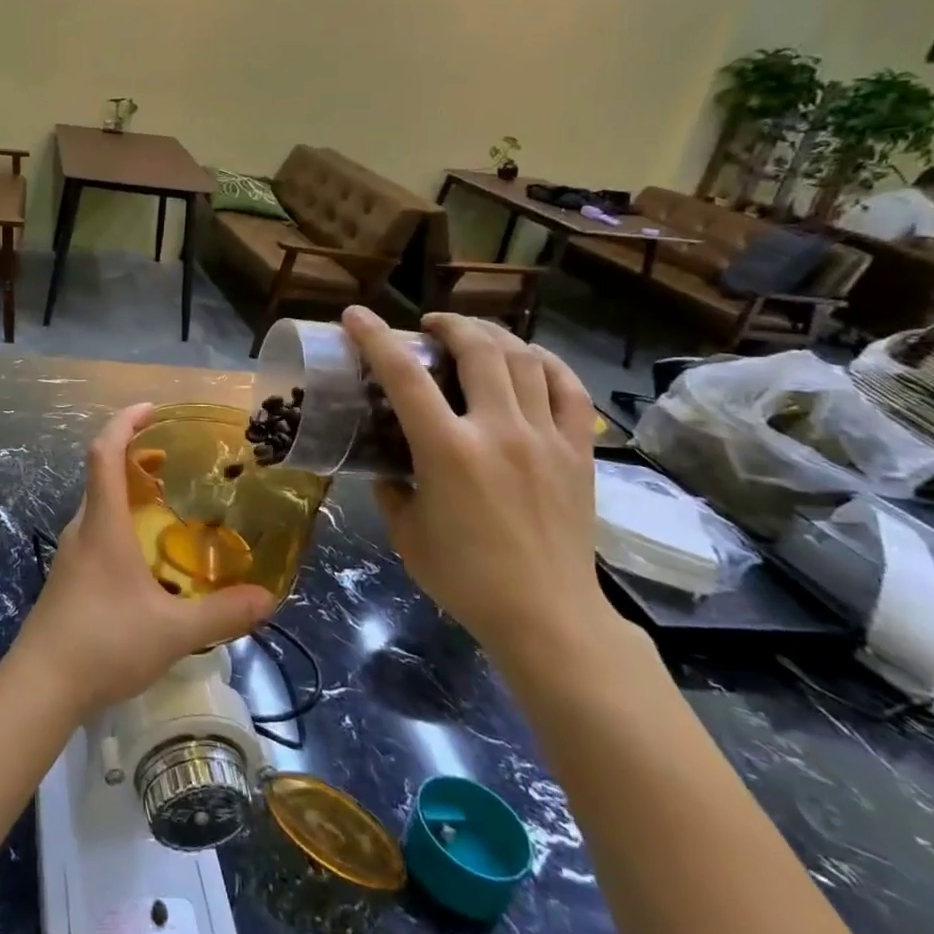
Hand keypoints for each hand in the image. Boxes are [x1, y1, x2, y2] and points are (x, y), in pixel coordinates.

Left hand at [6, 403, 275, 717]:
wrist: (41, 686)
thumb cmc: (103, 643)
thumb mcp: (173, 631)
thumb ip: (222, 613)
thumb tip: (269, 598)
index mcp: (102, 524)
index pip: (104, 453)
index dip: (124, 422)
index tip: (153, 410)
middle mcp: (82, 529)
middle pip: (102, 474)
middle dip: (135, 456)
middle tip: (174, 460)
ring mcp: (71, 554)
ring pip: (99, 505)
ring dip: (129, 492)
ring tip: (168, 504)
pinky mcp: (69, 578)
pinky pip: (97, 532)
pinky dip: (122, 522)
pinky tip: (148, 556)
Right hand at [341, 306, 614, 670]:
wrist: (548, 617)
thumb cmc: (465, 578)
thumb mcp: (406, 532)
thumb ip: (391, 489)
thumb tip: (387, 466)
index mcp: (448, 451)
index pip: (404, 376)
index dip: (375, 338)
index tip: (355, 316)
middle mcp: (498, 431)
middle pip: (477, 349)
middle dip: (448, 324)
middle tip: (428, 327)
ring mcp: (546, 438)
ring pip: (524, 359)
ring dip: (492, 335)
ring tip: (473, 335)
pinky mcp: (578, 452)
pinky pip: (569, 389)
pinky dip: (546, 362)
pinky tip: (529, 358)